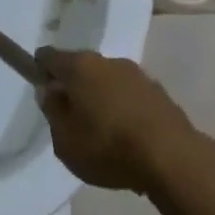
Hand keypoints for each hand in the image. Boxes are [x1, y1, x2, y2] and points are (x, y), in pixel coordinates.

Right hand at [37, 49, 199, 193]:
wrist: (173, 158)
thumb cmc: (109, 147)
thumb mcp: (65, 140)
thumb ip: (52, 112)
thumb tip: (50, 91)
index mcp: (79, 66)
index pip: (49, 56)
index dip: (41, 70)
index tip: (43, 92)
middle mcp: (107, 61)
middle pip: (81, 67)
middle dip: (74, 86)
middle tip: (72, 118)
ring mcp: (136, 74)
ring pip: (108, 81)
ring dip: (102, 98)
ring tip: (104, 132)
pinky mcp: (159, 93)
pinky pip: (130, 96)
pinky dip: (125, 109)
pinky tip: (129, 137)